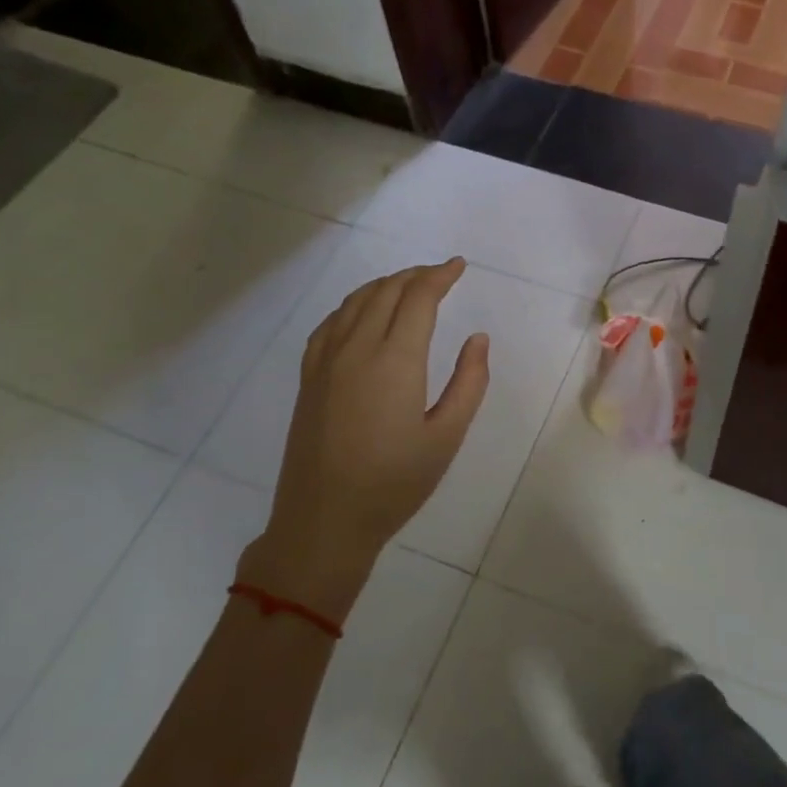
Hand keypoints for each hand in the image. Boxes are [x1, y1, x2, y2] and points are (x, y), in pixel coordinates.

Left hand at [238, 257, 489, 621]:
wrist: (324, 520)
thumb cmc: (394, 483)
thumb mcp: (446, 437)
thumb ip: (469, 383)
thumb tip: (477, 338)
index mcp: (395, 360)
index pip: (418, 298)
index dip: (439, 276)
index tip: (458, 266)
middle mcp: (356, 348)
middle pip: (386, 291)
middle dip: (416, 275)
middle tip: (440, 274)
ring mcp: (326, 361)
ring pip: (355, 302)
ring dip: (384, 285)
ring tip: (407, 286)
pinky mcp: (308, 377)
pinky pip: (330, 323)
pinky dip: (353, 305)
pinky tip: (361, 314)